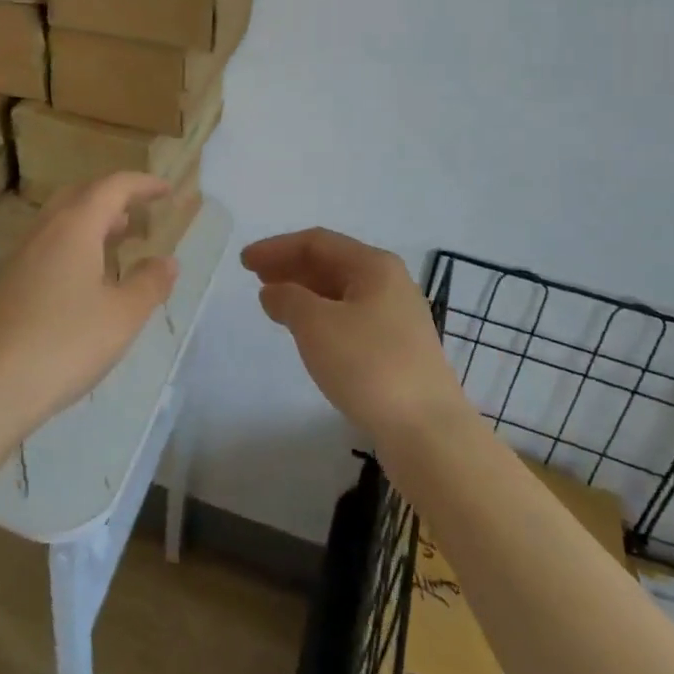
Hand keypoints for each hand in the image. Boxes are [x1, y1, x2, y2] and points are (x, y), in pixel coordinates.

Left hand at [0, 173, 179, 438]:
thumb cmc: (64, 344)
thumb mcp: (122, 316)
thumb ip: (149, 283)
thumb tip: (167, 261)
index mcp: (74, 227)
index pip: (112, 187)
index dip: (142, 184)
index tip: (166, 190)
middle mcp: (43, 231)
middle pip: (81, 195)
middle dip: (113, 197)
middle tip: (139, 212)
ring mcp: (19, 256)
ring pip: (59, 220)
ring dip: (91, 220)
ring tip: (116, 240)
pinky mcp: (5, 283)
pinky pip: (46, 244)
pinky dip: (72, 243)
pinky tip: (82, 278)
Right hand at [243, 228, 468, 443]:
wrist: (428, 432)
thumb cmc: (369, 365)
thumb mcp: (317, 325)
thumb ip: (288, 299)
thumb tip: (274, 291)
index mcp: (374, 265)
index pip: (317, 242)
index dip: (277, 247)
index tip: (245, 261)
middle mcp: (389, 283)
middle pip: (331, 263)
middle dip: (291, 267)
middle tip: (255, 277)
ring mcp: (396, 317)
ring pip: (341, 292)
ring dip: (305, 292)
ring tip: (274, 303)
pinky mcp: (397, 349)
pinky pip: (350, 318)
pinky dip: (321, 316)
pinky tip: (306, 333)